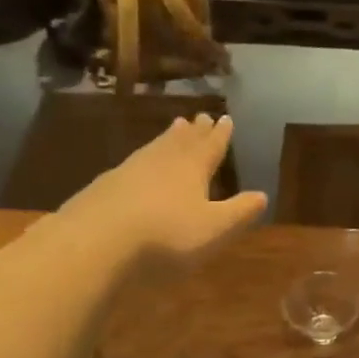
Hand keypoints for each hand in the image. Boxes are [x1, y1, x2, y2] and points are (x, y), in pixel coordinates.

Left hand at [62, 115, 266, 268]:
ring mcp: (129, 170)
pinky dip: (143, 158)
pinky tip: (137, 164)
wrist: (96, 240)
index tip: (226, 118)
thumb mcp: (214, 229)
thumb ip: (239, 212)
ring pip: (155, 147)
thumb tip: (262, 195)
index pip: (211, 147)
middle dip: (194, 131)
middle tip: (200, 117)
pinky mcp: (104, 185)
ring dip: (168, 138)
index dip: (220, 135)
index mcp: (192, 168)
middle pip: (182, 141)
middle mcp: (162, 161)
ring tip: (174, 128)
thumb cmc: (166, 235)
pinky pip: (133, 163)